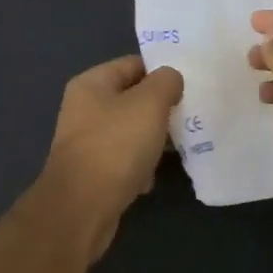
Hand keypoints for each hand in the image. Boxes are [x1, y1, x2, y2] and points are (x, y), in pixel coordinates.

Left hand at [35, 55, 183, 259]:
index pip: (133, 64)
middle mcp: (85, 108)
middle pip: (132, 99)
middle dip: (161, 108)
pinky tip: (152, 178)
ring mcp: (87, 141)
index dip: (161, 71)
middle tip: (190, 115)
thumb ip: (165, 82)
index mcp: (92, 83)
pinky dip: (140, 166)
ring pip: (131, 131)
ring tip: (179, 146)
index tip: (190, 83)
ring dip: (153, 139)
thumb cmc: (116, 145)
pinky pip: (124, 160)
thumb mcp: (149, 104)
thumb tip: (170, 79)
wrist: (82, 208)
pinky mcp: (93, 172)